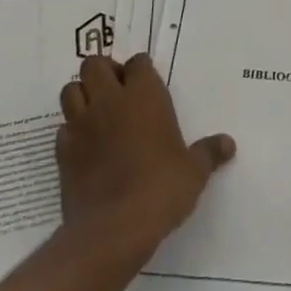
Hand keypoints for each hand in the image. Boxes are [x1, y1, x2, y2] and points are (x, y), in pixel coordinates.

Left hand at [57, 53, 234, 263]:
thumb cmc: (161, 188)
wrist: (114, 227)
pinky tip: (85, 145)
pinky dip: (71, 130)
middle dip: (104, 71)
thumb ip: (209, 152)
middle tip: (117, 90)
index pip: (137, 63)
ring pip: (70, 90)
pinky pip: (62, 128)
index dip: (140, 69)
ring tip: (96, 111)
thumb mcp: (194, 171)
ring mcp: (82, 124)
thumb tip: (228, 144)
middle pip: (94, 65)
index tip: (146, 80)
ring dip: (82, 94)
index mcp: (144, 96)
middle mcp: (110, 101)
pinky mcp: (62, 152)